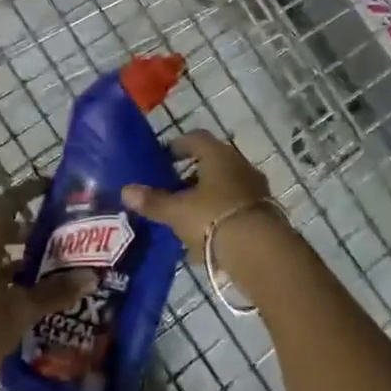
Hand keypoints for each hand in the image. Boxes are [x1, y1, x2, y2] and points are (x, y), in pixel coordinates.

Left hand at [0, 179, 93, 390]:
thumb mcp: (23, 311)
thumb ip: (55, 291)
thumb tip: (90, 276)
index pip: (6, 204)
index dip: (28, 192)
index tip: (50, 188)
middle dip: (21, 226)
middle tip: (50, 234)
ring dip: (11, 251)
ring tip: (41, 266)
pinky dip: (0, 271)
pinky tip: (21, 292)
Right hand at [121, 130, 278, 250]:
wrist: (260, 251)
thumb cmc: (213, 219)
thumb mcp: (177, 212)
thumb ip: (153, 201)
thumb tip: (126, 190)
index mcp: (218, 155)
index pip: (196, 139)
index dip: (178, 145)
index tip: (164, 157)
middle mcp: (240, 165)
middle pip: (213, 163)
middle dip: (191, 175)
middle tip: (172, 188)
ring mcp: (255, 189)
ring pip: (225, 186)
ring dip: (206, 197)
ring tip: (186, 216)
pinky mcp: (264, 213)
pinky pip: (235, 208)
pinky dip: (219, 216)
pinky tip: (205, 237)